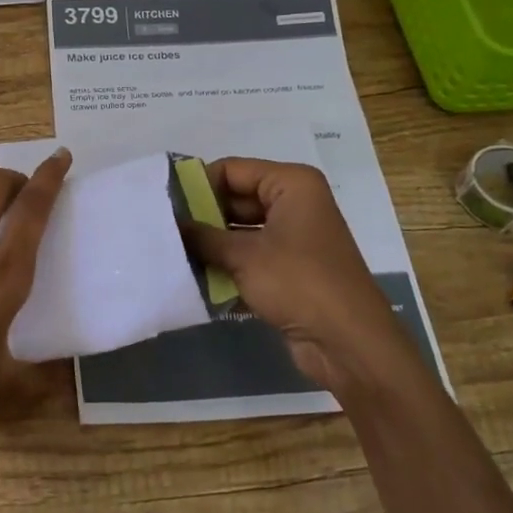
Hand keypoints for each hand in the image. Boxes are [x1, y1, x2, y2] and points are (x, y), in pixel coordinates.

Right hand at [185, 158, 405, 395]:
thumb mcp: (243, 256)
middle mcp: (295, 203)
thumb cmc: (298, 282)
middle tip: (164, 229)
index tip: (163, 202)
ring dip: (212, 243)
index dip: (198, 183)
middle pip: (237, 199)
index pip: (233, 170)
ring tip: (172, 252)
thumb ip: (203, 236)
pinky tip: (196, 276)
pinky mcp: (291, 268)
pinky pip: (251, 255)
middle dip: (203, 216)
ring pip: (242, 230)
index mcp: (291, 184)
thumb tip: (171, 224)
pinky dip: (228, 264)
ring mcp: (295, 237)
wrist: (348, 343)